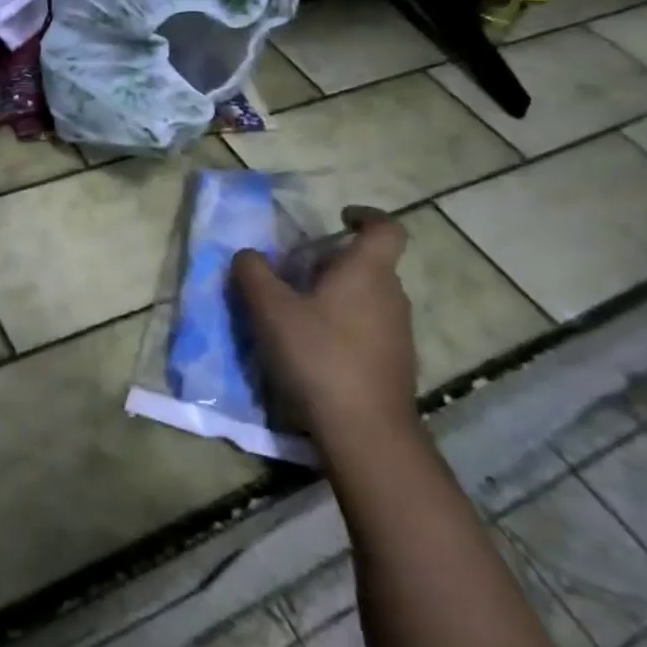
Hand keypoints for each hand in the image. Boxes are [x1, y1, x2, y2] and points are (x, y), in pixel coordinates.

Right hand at [232, 206, 417, 448]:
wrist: (365, 431)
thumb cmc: (318, 355)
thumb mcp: (270, 309)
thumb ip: (253, 274)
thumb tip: (247, 255)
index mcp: (367, 271)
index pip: (385, 228)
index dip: (366, 215)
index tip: (340, 217)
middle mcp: (391, 295)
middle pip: (368, 264)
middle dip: (332, 262)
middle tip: (294, 273)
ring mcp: (399, 332)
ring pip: (367, 297)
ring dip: (336, 296)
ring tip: (297, 313)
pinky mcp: (395, 364)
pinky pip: (368, 328)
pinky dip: (343, 326)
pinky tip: (313, 350)